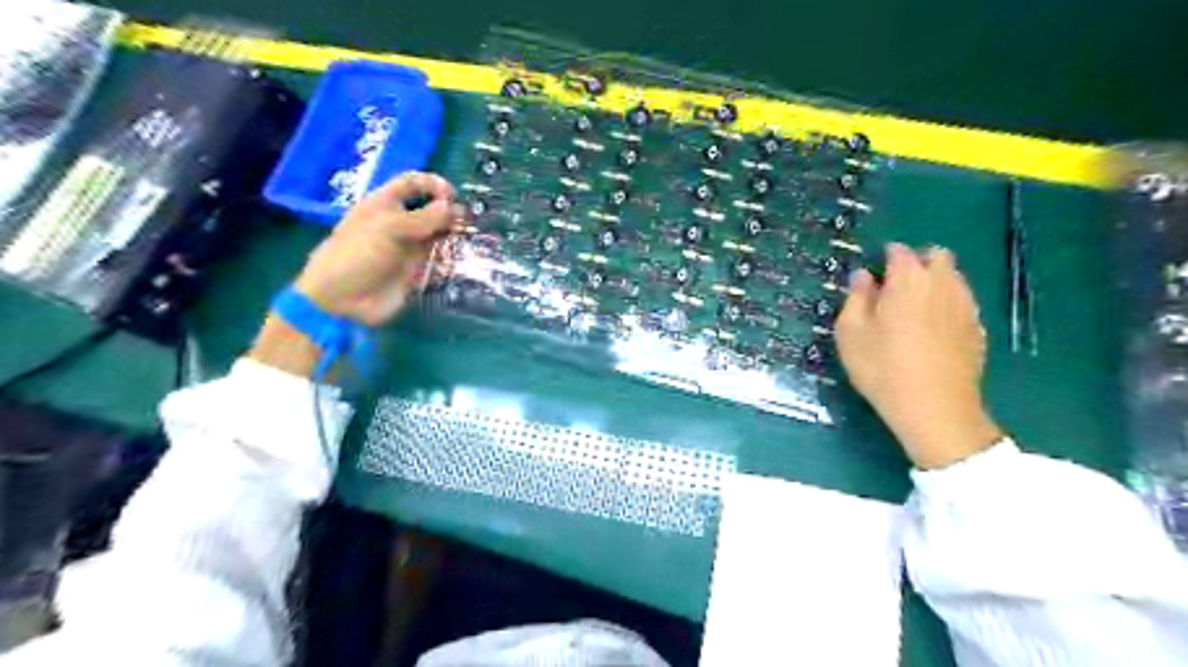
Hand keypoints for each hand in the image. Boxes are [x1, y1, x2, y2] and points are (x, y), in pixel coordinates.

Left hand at [293, 171, 460, 328]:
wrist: (343, 300)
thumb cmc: (359, 254)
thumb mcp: (390, 228)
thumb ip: (425, 217)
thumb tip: (454, 207)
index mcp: (385, 204)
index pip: (412, 183)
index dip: (432, 184)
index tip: (452, 195)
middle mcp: (399, 224)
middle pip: (430, 210)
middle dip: (449, 213)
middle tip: (467, 222)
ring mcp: (408, 249)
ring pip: (438, 237)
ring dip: (453, 237)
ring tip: (468, 241)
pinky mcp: (416, 272)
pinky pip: (439, 263)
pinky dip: (450, 261)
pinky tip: (459, 261)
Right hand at [834, 241, 998, 468]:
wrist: (934, 408)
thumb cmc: (882, 367)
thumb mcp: (850, 333)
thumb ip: (855, 298)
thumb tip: (863, 277)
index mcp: (908, 280)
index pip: (899, 251)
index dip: (885, 258)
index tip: (873, 276)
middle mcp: (942, 284)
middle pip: (936, 256)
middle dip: (917, 263)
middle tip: (895, 289)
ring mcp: (965, 306)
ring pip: (954, 278)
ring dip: (935, 283)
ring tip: (913, 310)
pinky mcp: (978, 329)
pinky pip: (962, 303)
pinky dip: (947, 305)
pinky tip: (933, 331)